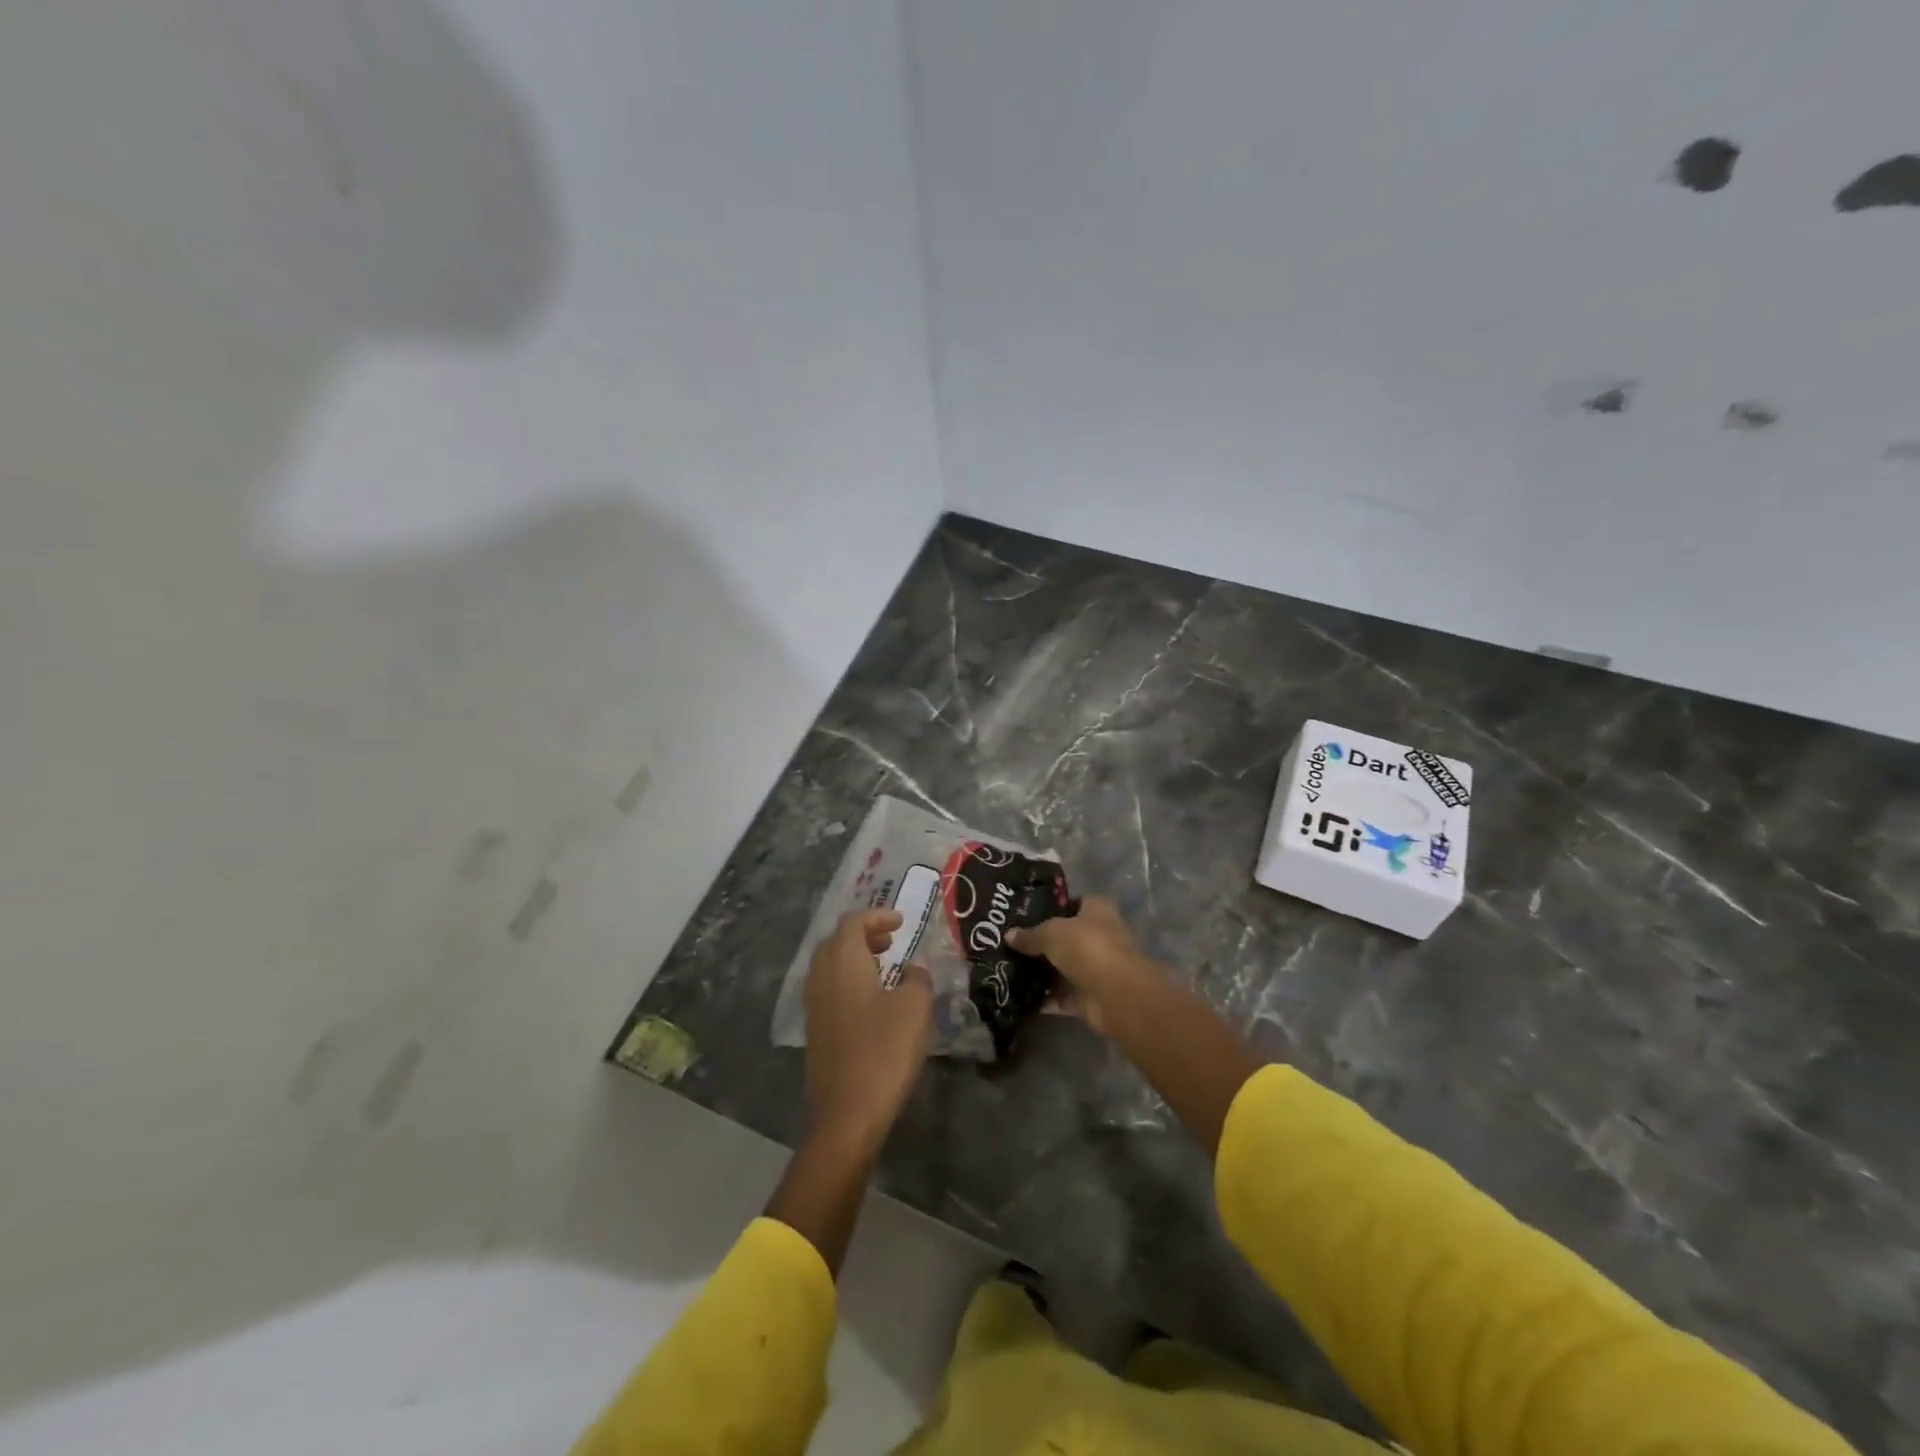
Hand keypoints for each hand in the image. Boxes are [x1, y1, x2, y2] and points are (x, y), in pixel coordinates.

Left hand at [804, 908, 932, 1153]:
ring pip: (831, 966)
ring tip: (886, 968)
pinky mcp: (815, 1030)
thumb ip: (918, 979)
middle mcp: (821, 976)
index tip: (901, 921)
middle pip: (837, 941)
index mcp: (843, 960)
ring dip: (856, 958)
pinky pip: (830, 989)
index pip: (853, 922)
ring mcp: (814, 1005)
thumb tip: (914, 970)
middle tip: (891, 941)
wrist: (847, 1113)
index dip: (878, 916)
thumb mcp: (915, 1007)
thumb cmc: (884, 1050)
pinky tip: (873, 1001)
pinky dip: (849, 981)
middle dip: (864, 935)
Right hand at [1007, 895, 1157, 1035]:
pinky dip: (1046, 999)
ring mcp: (1097, 969)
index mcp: (1097, 911)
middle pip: (1067, 937)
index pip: (1075, 902)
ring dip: (1043, 973)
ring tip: (1009, 969)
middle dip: (1043, 942)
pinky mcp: (1091, 997)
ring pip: (1064, 968)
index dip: (1053, 906)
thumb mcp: (1051, 933)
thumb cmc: (1087, 947)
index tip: (1026, 912)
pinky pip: (1063, 997)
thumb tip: (1008, 935)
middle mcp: (1100, 937)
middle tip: (1012, 943)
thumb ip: (1030, 935)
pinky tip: (1020, 997)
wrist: (1115, 993)